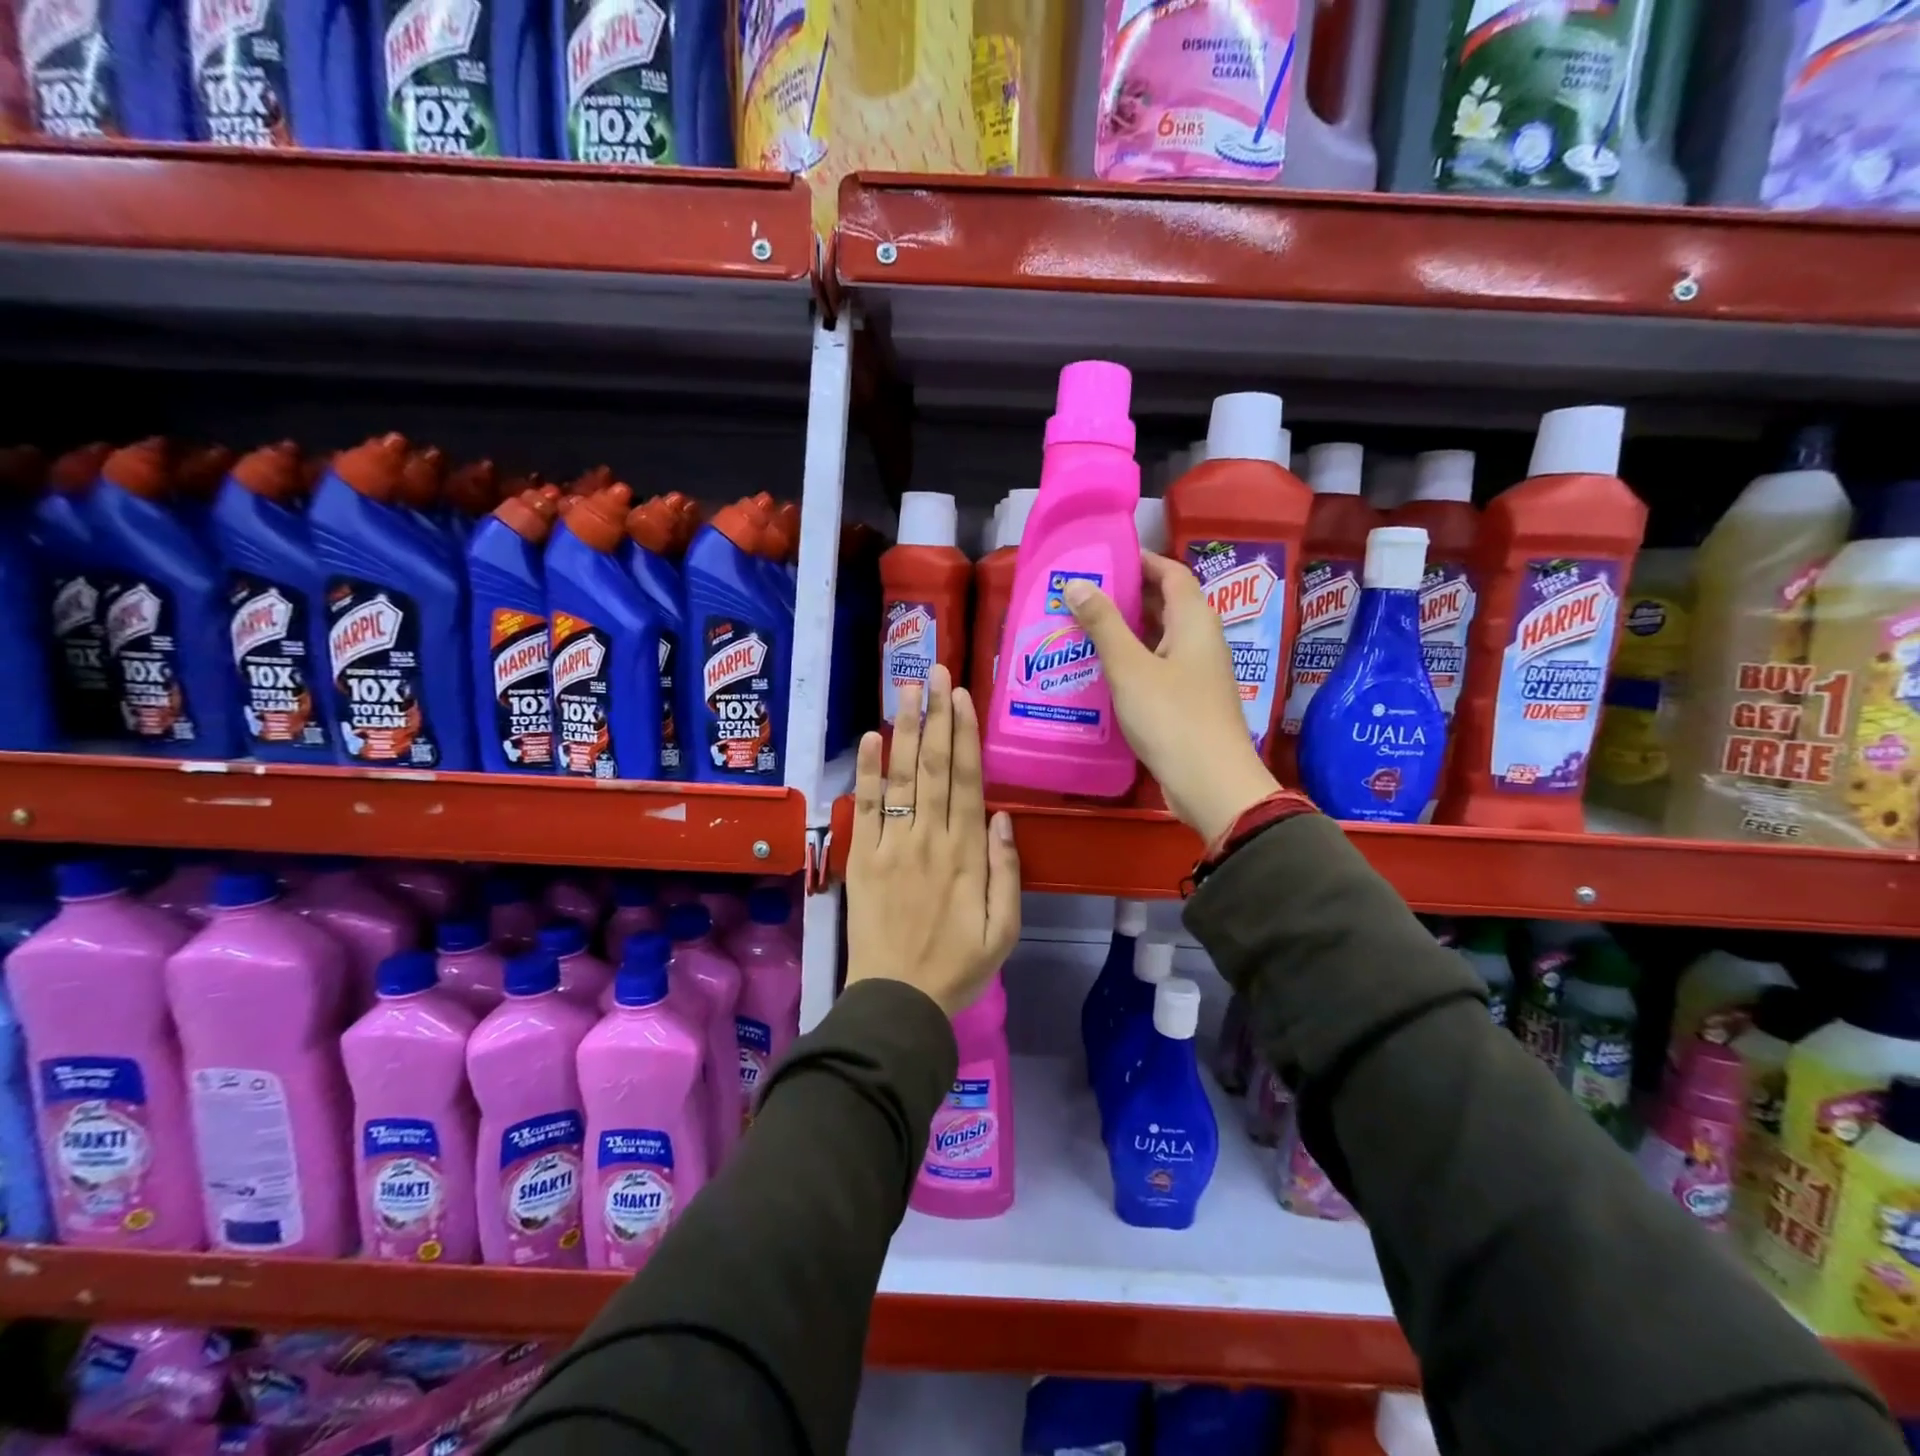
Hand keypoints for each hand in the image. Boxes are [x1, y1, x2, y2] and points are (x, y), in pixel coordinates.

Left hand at [845, 664, 1021, 1015]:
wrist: (897, 1001)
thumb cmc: (957, 967)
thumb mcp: (1004, 930)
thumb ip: (1006, 872)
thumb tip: (1003, 817)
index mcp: (966, 856)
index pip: (966, 782)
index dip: (965, 736)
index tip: (962, 697)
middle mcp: (929, 840)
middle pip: (933, 767)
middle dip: (936, 717)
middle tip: (934, 672)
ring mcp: (892, 847)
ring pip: (900, 778)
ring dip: (904, 731)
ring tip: (906, 689)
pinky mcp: (862, 859)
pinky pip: (866, 808)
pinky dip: (866, 772)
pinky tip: (869, 738)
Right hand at [1063, 553, 1279, 842]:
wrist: (1210, 783)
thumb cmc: (1171, 716)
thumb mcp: (1129, 667)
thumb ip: (1103, 624)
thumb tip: (1076, 582)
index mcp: (1195, 621)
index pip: (1172, 573)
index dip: (1141, 561)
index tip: (1103, 559)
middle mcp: (1201, 641)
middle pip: (1166, 604)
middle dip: (1127, 596)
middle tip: (1082, 594)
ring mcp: (1197, 673)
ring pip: (1160, 639)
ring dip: (1127, 631)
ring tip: (1083, 628)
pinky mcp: (1189, 702)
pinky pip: (1158, 667)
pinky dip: (1132, 661)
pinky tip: (1102, 671)